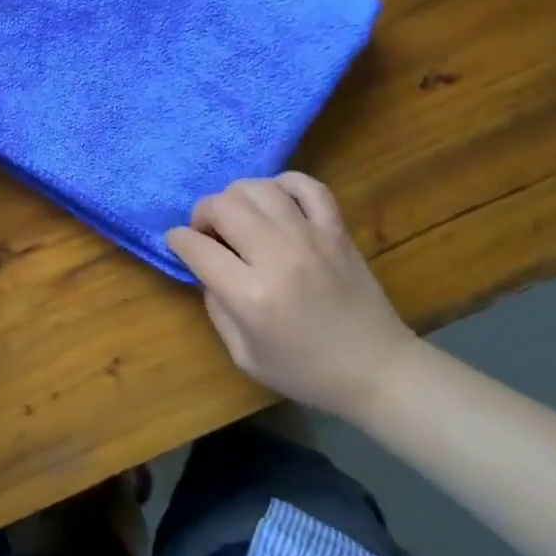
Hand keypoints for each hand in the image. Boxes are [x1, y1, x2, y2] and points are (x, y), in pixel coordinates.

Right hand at [166, 174, 418, 420]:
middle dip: (202, 214)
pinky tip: (276, 202)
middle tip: (208, 233)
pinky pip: (307, 186)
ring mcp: (311, 238)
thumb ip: (216, 308)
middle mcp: (277, 257)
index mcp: (250, 296)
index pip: (196, 247)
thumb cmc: (306, 371)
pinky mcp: (336, 230)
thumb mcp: (244, 355)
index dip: (177, 240)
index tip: (178, 244)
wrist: (377, 370)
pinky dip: (284, 184)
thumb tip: (205, 270)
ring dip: (236, 197)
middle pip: (223, 206)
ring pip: (258, 188)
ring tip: (239, 218)